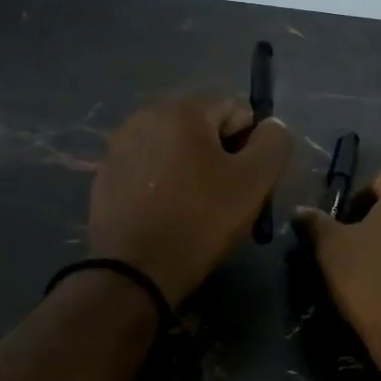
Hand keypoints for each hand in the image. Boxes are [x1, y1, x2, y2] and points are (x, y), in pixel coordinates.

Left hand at [89, 96, 291, 305]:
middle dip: (220, 155)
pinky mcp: (106, 173)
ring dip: (191, 169)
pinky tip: (167, 213)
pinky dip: (164, 183)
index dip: (251, 145)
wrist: (134, 271)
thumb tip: (271, 126)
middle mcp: (146, 115)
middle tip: (225, 198)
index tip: (247, 182)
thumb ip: (274, 142)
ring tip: (195, 208)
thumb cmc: (200, 221)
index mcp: (183, 110)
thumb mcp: (254, 181)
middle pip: (203, 127)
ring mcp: (120, 145)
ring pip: (175, 148)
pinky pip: (149, 168)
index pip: (237, 109)